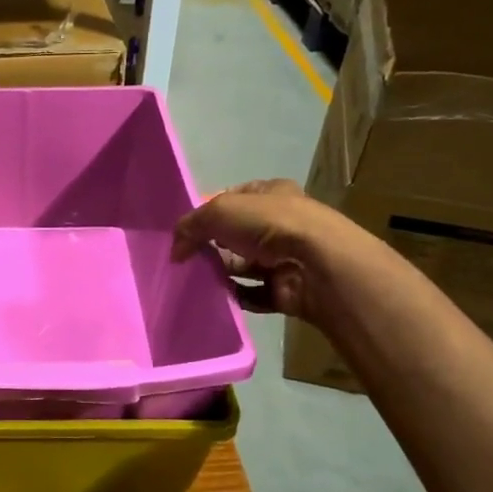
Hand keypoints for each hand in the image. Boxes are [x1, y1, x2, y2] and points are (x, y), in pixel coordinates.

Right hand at [171, 178, 352, 319]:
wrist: (317, 265)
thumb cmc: (270, 224)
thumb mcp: (220, 211)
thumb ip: (191, 225)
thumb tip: (175, 249)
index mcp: (271, 193)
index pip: (233, 197)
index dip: (208, 210)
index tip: (186, 229)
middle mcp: (281, 223)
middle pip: (236, 234)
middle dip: (211, 245)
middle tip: (185, 257)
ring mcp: (286, 257)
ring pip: (243, 265)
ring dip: (221, 272)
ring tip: (195, 280)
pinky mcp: (287, 289)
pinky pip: (253, 294)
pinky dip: (235, 296)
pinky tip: (217, 297)